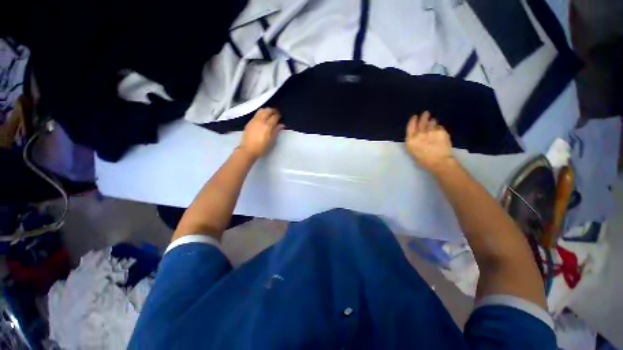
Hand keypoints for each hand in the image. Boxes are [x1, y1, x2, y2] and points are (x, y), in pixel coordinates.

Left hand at [239, 108, 284, 158]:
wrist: (248, 149)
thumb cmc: (262, 147)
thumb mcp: (271, 140)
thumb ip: (276, 131)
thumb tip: (281, 125)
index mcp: (267, 126)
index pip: (275, 116)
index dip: (278, 116)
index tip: (280, 117)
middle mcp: (261, 120)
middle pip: (268, 110)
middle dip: (273, 111)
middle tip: (276, 114)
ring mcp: (254, 120)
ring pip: (261, 110)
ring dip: (267, 110)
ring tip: (269, 114)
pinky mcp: (249, 122)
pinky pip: (256, 114)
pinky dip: (261, 113)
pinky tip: (262, 118)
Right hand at [405, 111, 453, 172]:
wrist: (438, 161)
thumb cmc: (423, 159)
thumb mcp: (412, 150)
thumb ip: (413, 141)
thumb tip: (416, 134)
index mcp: (411, 139)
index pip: (410, 126)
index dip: (413, 120)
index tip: (415, 116)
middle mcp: (419, 134)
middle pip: (421, 122)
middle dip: (424, 117)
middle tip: (426, 113)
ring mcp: (431, 131)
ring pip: (432, 122)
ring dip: (432, 122)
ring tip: (433, 122)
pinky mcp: (440, 131)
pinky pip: (439, 127)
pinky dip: (439, 128)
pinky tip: (439, 131)